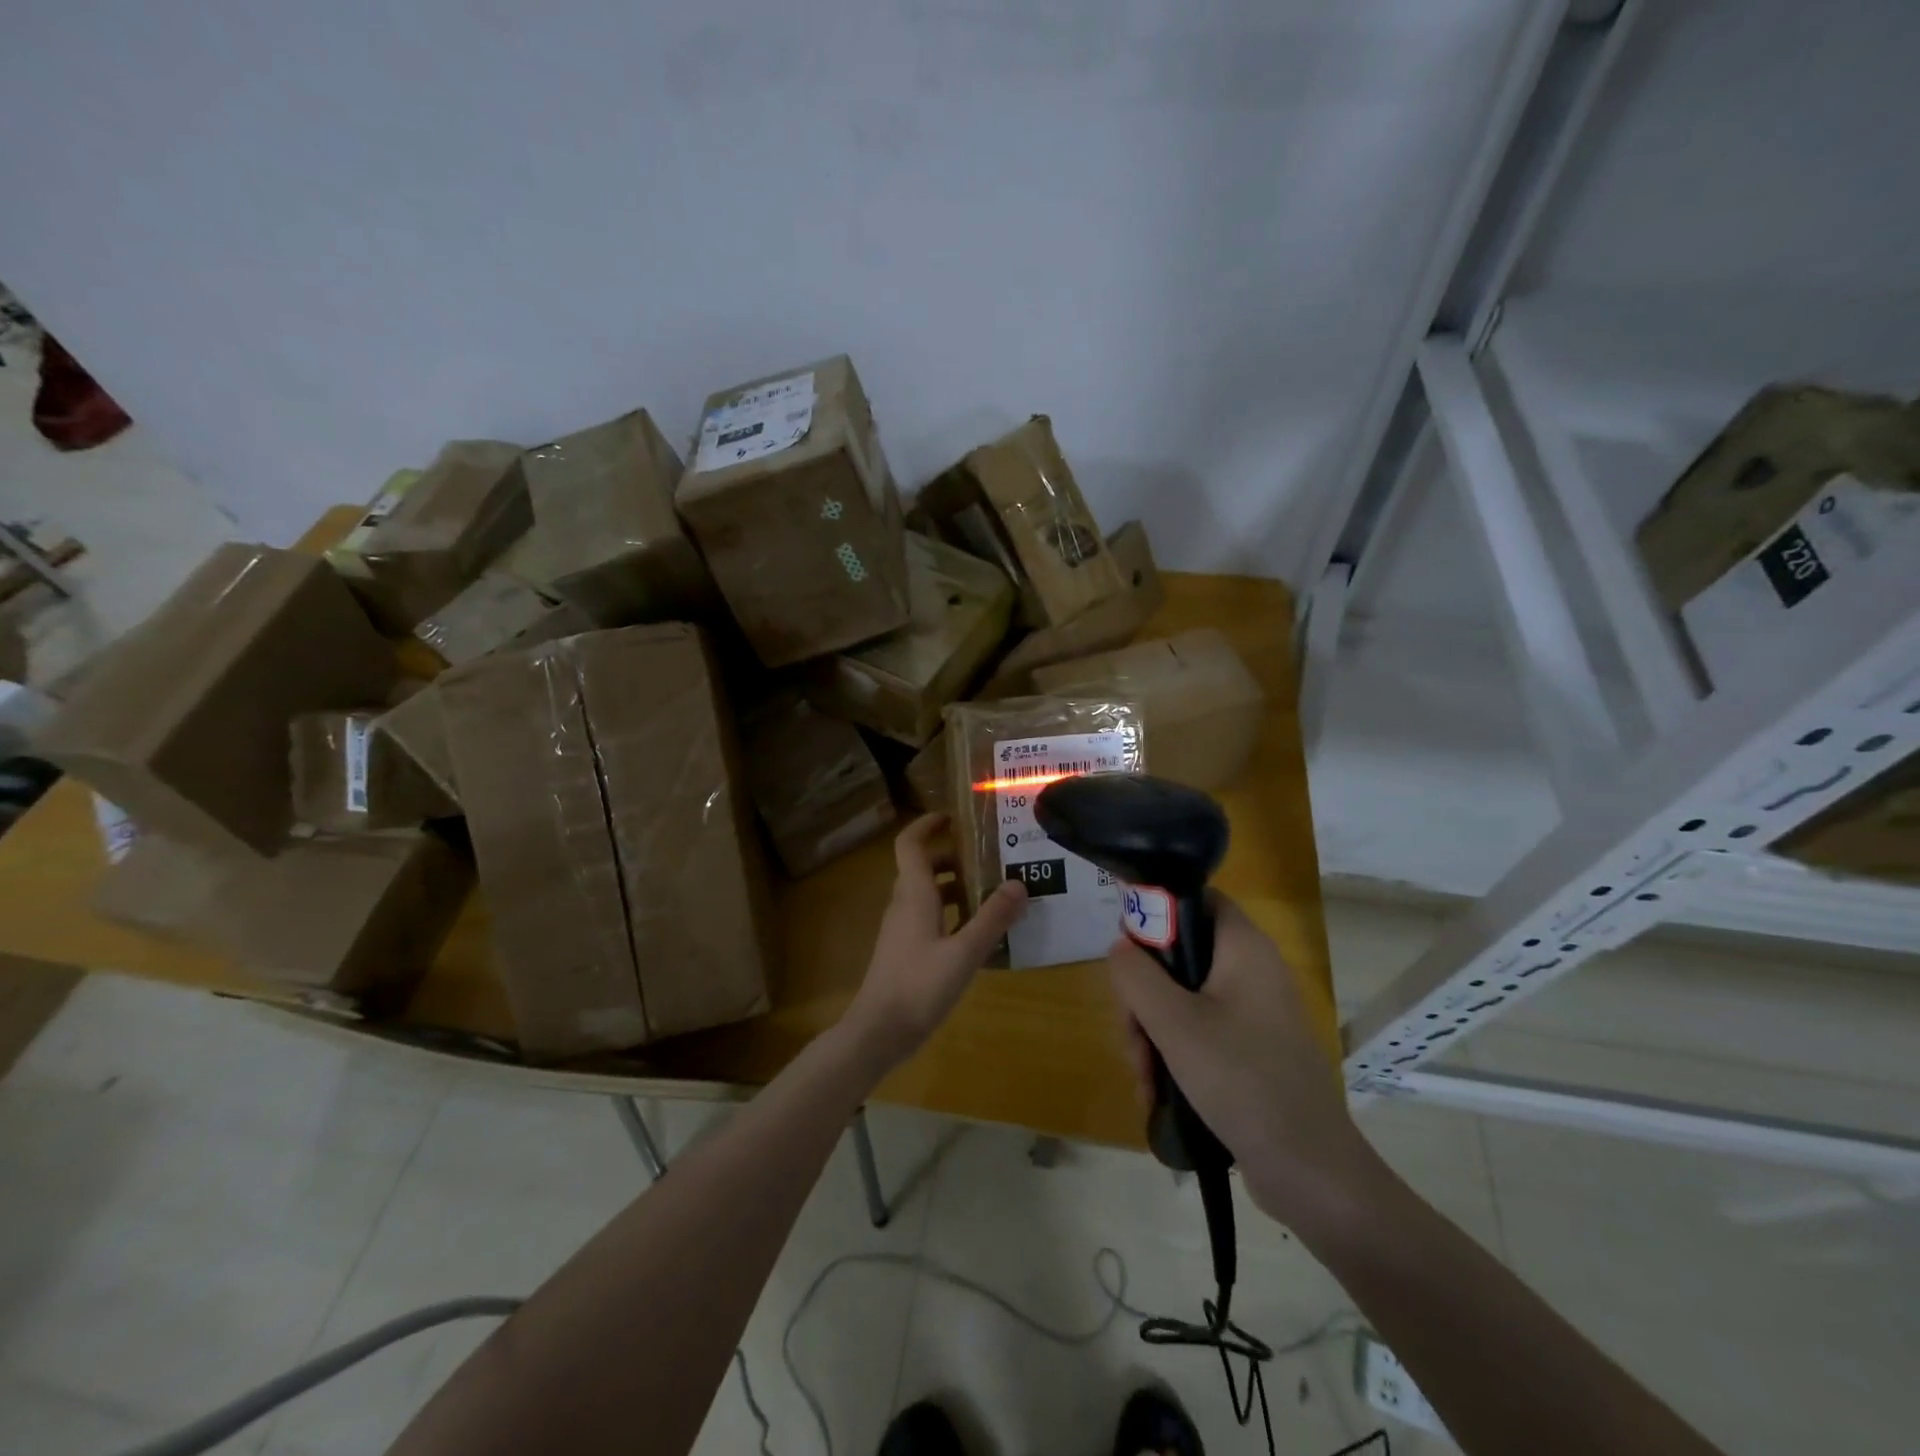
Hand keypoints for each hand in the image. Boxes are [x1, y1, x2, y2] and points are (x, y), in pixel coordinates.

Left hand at [844, 815, 1027, 1069]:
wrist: (877, 1032)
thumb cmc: (919, 986)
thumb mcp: (964, 952)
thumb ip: (992, 918)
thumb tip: (1019, 883)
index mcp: (913, 894)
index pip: (910, 843)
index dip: (928, 824)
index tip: (955, 817)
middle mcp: (903, 904)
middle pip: (923, 866)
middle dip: (954, 858)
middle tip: (991, 860)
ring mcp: (901, 929)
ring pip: (927, 893)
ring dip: (956, 887)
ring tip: (993, 894)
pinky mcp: (904, 950)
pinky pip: (928, 917)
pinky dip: (951, 913)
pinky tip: (977, 933)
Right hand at [1106, 893, 1374, 1223]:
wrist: (1310, 1171)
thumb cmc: (1241, 1081)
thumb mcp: (1174, 1024)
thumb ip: (1136, 975)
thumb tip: (1121, 947)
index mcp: (1243, 948)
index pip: (1195, 899)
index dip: (1156, 913)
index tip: (1128, 955)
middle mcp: (1251, 971)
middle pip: (1179, 956)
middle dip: (1144, 997)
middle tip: (1133, 1036)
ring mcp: (1253, 1013)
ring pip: (1182, 999)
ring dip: (1152, 1034)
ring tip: (1144, 1080)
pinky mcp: (1251, 1049)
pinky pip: (1199, 1032)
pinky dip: (1174, 1055)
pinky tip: (1157, 1094)